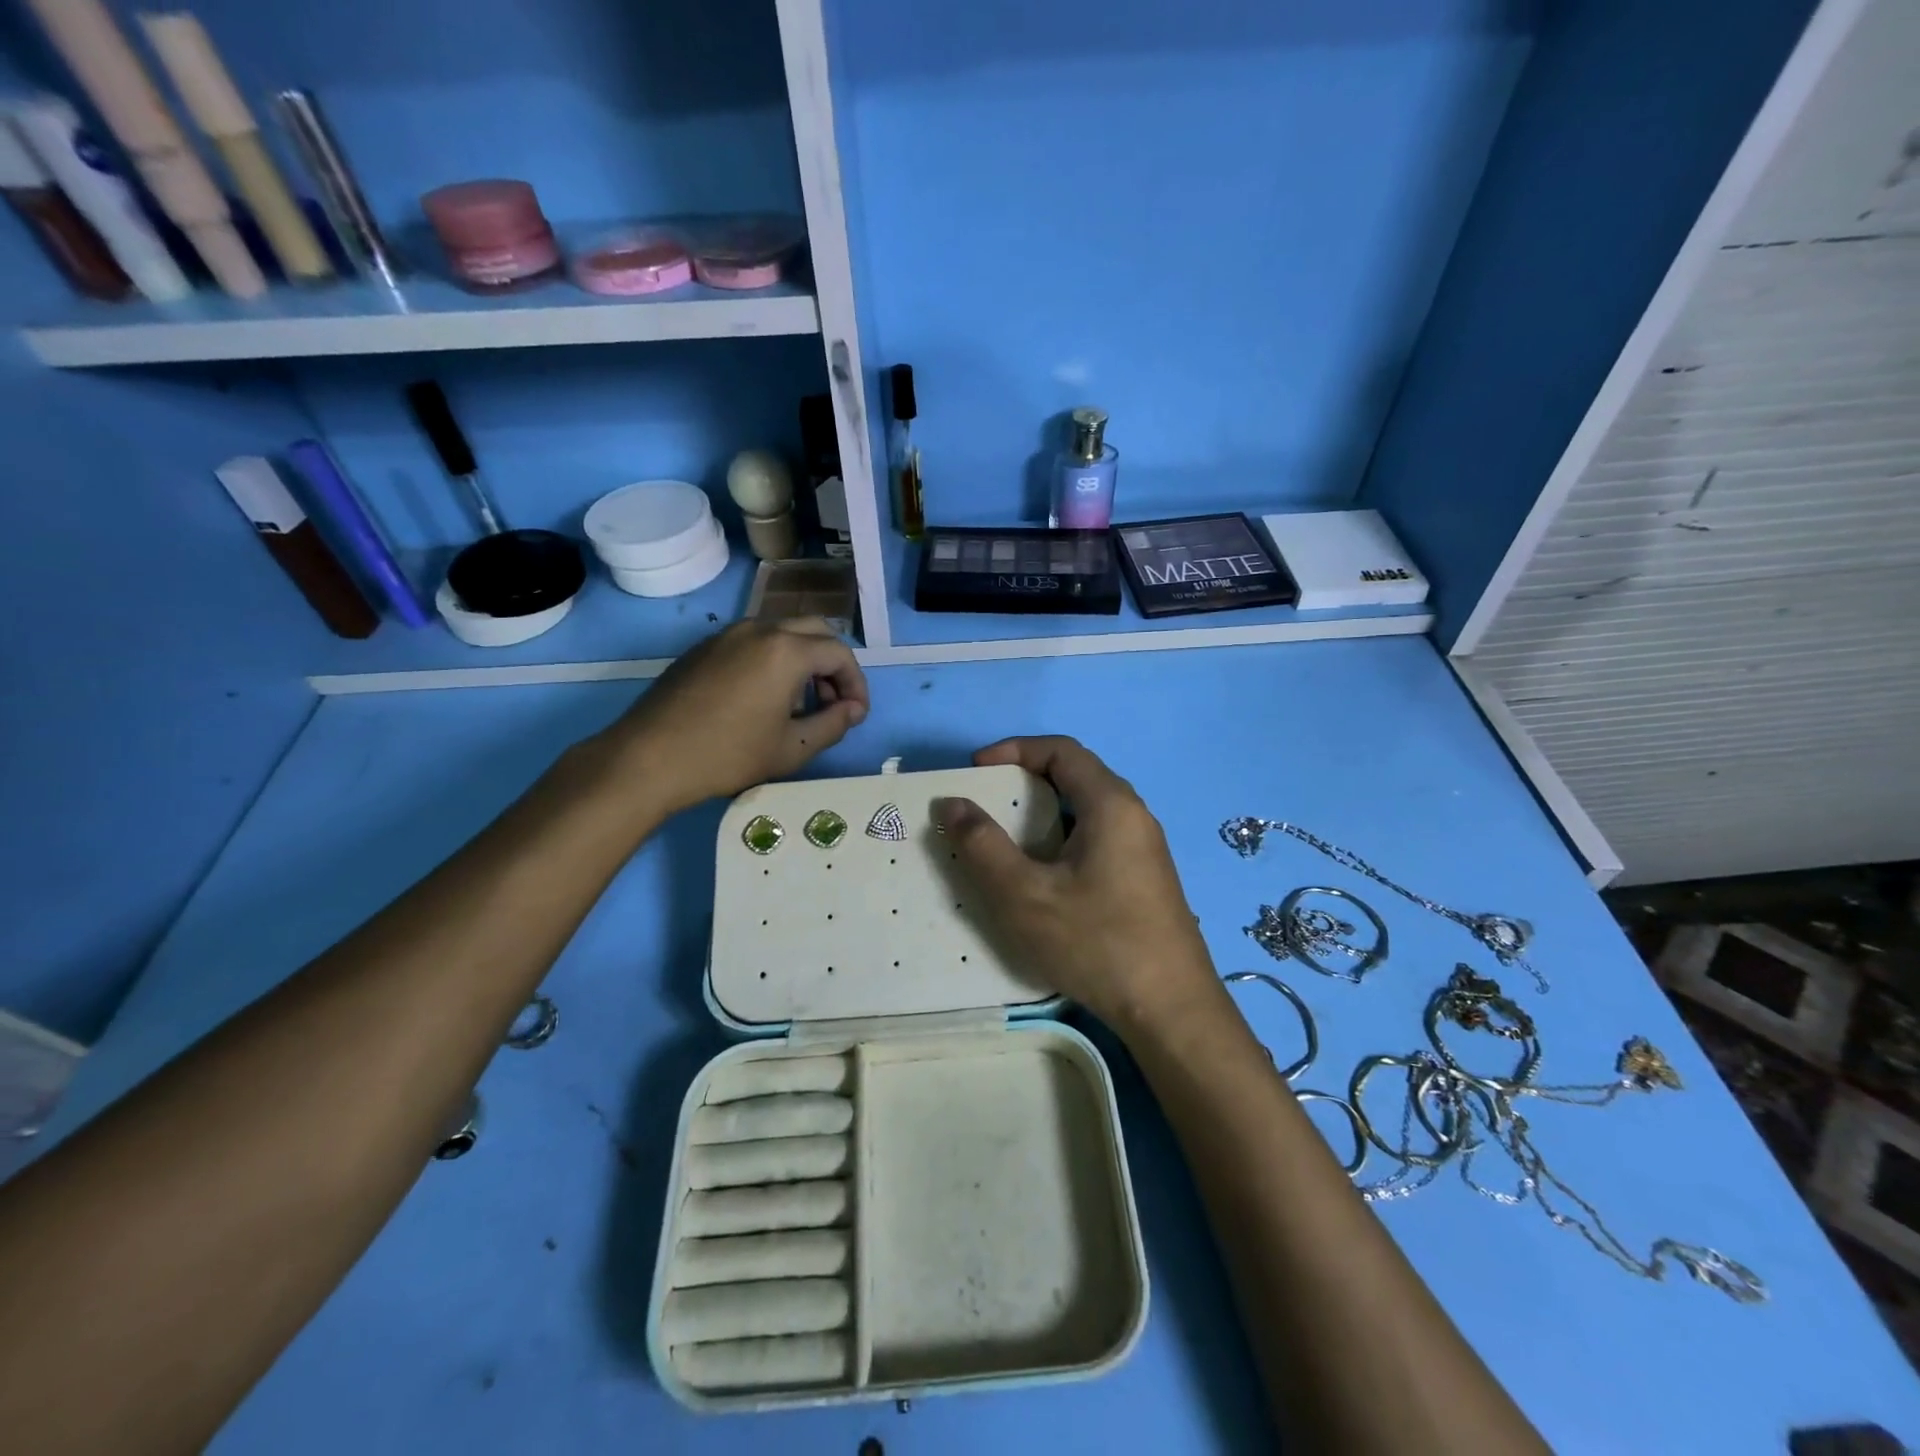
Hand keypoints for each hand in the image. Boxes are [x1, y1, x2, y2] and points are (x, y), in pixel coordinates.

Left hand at [599, 619, 867, 816]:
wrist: (649, 758)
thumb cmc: (728, 755)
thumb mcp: (792, 749)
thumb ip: (833, 725)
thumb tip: (852, 710)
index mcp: (786, 650)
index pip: (840, 654)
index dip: (856, 684)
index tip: (855, 715)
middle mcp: (760, 629)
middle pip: (814, 631)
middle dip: (831, 665)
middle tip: (830, 703)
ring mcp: (727, 635)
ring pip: (782, 633)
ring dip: (802, 661)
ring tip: (797, 705)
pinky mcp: (703, 647)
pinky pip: (753, 642)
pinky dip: (772, 660)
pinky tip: (760, 700)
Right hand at [937, 736, 1216, 1031]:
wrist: (1171, 1010)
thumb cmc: (1096, 942)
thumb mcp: (1025, 895)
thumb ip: (983, 845)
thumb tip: (951, 803)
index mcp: (1111, 804)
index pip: (1061, 750)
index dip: (1014, 750)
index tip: (976, 770)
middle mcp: (1134, 815)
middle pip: (1077, 774)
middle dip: (1026, 780)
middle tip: (987, 803)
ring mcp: (1145, 848)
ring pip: (1088, 809)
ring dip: (1045, 812)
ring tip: (1008, 839)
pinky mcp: (1146, 877)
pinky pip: (1099, 836)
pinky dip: (1064, 838)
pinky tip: (1046, 876)